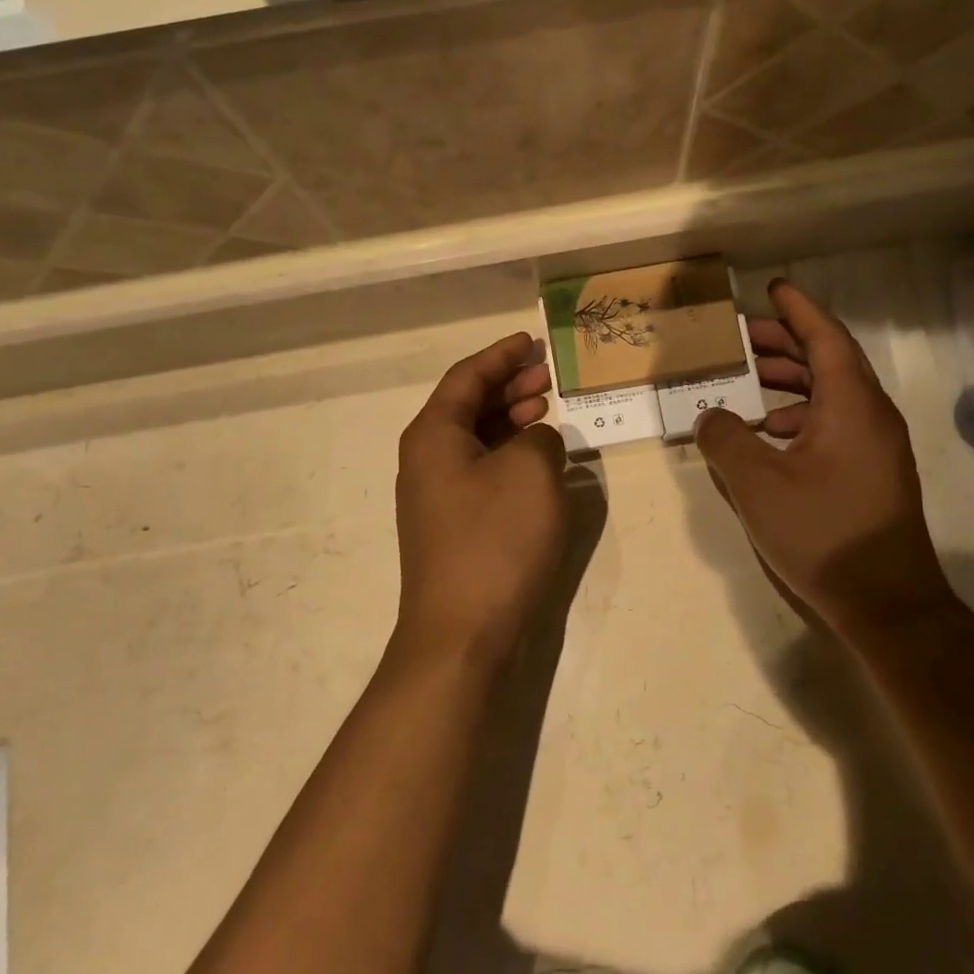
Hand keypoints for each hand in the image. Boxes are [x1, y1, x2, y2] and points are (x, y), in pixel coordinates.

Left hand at [394, 333, 568, 669]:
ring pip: (475, 439)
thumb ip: (540, 438)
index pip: (467, 377)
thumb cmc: (495, 540)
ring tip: (547, 408)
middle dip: (508, 385)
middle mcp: (427, 459)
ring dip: (510, 419)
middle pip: (467, 406)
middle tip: (547, 376)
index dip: (500, 355)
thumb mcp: (531, 472)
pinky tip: (537, 460)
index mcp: (434, 434)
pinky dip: (508, 455)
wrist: (462, 633)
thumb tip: (535, 441)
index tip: (530, 341)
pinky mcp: (453, 525)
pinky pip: (481, 471)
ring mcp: (437, 495)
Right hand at [695, 280, 957, 637]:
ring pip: (832, 393)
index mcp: (851, 403)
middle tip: (743, 337)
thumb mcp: (757, 484)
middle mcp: (871, 415)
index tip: (772, 288)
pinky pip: (834, 422)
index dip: (797, 310)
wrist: (885, 601)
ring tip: (749, 381)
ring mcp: (876, 445)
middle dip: (786, 343)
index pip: (825, 337)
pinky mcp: (872, 472)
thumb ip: (725, 440)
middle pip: (829, 361)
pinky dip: (799, 414)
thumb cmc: (823, 532)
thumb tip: (711, 415)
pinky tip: (768, 434)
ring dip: (791, 380)